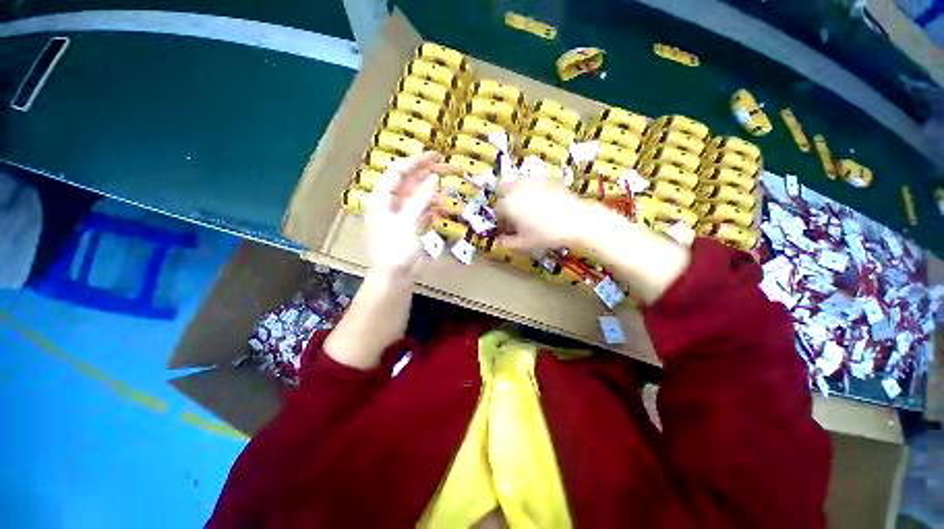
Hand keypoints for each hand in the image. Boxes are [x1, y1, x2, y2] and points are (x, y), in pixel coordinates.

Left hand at [365, 152, 447, 276]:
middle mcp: (389, 204)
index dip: (416, 162)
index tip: (436, 156)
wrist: (394, 277)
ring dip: (431, 193)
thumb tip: (434, 179)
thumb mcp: (406, 223)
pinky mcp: (408, 226)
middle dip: (427, 175)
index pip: (397, 172)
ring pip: (416, 197)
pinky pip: (420, 211)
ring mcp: (400, 215)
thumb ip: (419, 200)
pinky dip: (430, 207)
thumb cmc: (395, 250)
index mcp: (381, 199)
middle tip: (448, 169)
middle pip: (408, 183)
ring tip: (447, 189)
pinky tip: (441, 206)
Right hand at [496, 179, 604, 249]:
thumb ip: (508, 243)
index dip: (500, 219)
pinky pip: (532, 184)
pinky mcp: (546, 182)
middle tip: (511, 215)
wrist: (577, 222)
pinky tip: (538, 201)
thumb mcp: (525, 243)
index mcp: (510, 206)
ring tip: (523, 207)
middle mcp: (518, 192)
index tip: (505, 226)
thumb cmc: (548, 234)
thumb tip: (499, 243)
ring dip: (516, 194)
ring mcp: (532, 185)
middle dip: (505, 203)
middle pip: (504, 193)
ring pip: (517, 185)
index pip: (498, 210)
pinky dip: (530, 191)